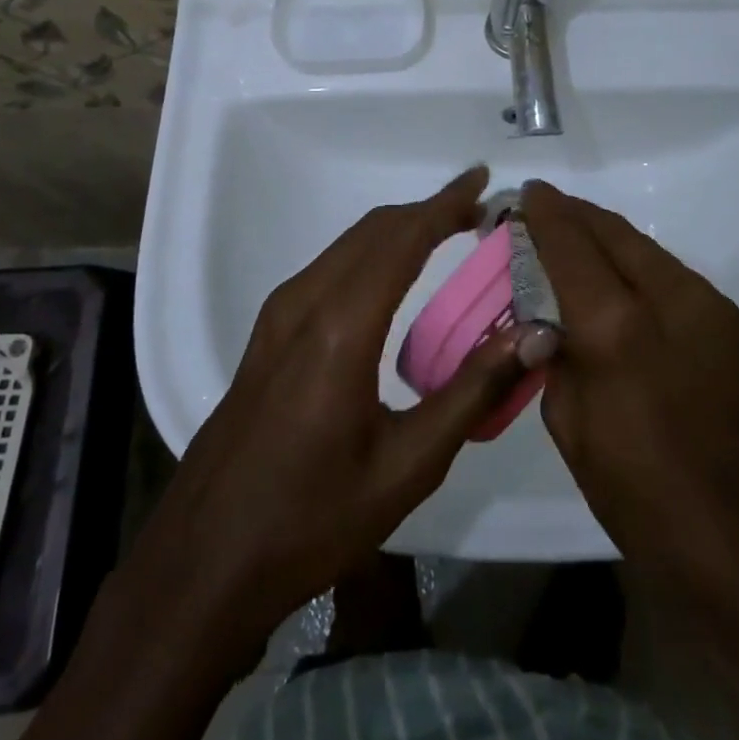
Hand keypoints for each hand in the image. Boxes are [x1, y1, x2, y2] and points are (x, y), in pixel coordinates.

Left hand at [142, 166, 549, 629]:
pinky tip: (395, 277)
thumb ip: (472, 392)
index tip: (482, 180)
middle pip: (373, 231)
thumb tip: (532, 337)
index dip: (444, 204)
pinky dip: (371, 253)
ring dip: (398, 230)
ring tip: (447, 234)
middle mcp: (305, 302)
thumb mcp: (407, 466)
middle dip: (427, 211)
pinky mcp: (269, 331)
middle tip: (478, 212)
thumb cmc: (313, 519)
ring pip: (348, 245)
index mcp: (341, 327)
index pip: (402, 239)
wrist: (206, 560)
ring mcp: (279, 314)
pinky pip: (330, 268)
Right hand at [523, 182, 738, 739]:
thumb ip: (558, 369)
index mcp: (617, 329)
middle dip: (573, 214)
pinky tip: (621, 284)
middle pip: (611, 231)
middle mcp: (668, 298)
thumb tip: (550, 331)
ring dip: (606, 237)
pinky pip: (671, 275)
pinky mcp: (737, 328)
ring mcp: (711, 308)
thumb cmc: (660, 515)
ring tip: (576, 241)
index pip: (569, 244)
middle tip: (542, 210)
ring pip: (645, 248)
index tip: (524, 193)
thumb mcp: (581, 444)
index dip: (543, 213)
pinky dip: (637, 264)